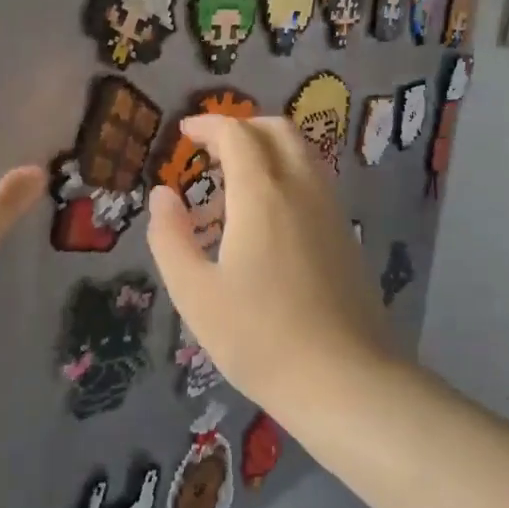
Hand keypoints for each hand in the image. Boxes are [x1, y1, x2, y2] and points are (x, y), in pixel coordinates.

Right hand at [147, 116, 384, 402]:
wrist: (346, 382)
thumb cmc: (259, 337)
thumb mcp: (194, 292)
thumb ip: (170, 237)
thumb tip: (162, 194)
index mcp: (262, 195)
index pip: (237, 134)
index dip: (207, 126)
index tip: (183, 134)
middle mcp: (302, 189)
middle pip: (277, 130)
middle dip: (241, 127)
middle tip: (210, 150)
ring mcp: (331, 211)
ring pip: (302, 154)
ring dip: (266, 150)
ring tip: (232, 185)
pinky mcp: (346, 236)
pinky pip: (314, 182)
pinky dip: (285, 175)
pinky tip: (265, 219)